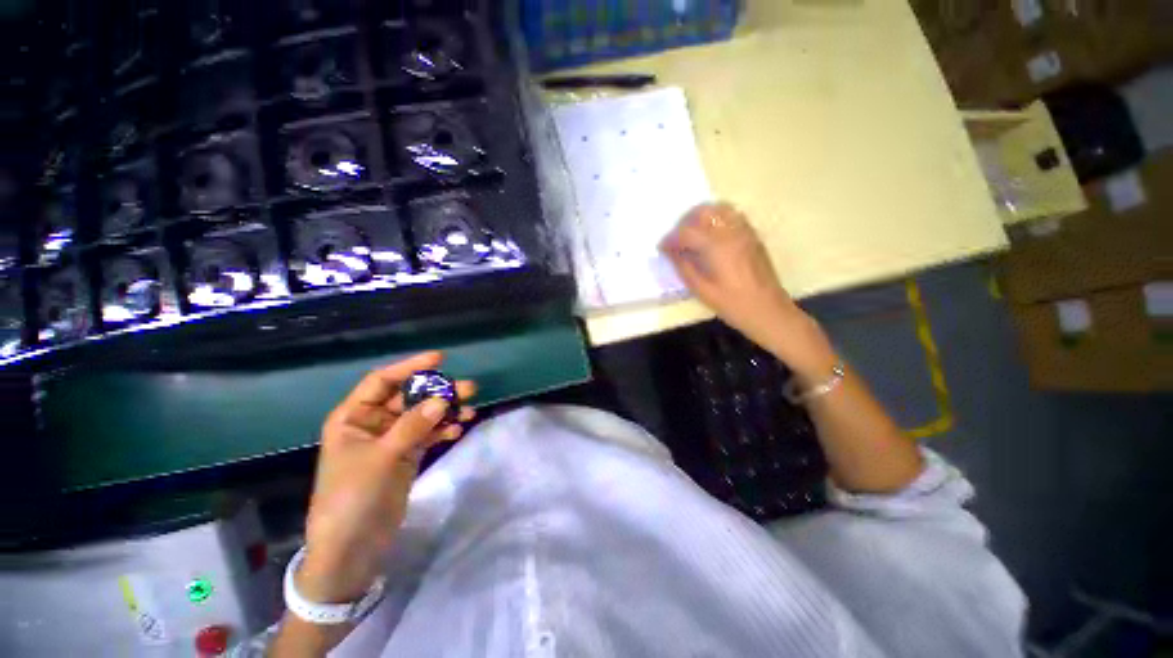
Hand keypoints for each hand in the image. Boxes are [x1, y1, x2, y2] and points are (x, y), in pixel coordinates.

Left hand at [297, 351, 475, 603]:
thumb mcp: (382, 457)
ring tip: (470, 409)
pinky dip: (443, 430)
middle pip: (410, 398)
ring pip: (423, 415)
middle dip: (438, 392)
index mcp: (354, 417)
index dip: (409, 367)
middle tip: (469, 388)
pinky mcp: (406, 455)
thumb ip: (413, 426)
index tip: (440, 358)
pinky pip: (428, 434)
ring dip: (446, 411)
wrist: (352, 547)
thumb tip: (442, 399)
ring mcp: (392, 440)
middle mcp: (373, 424)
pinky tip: (458, 430)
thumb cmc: (353, 496)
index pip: (382, 381)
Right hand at [660, 203, 800, 344]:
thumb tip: (670, 252)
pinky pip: (732, 216)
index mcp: (717, 247)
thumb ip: (684, 267)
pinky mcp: (753, 237)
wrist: (769, 311)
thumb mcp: (702, 290)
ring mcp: (745, 232)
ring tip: (692, 234)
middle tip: (676, 239)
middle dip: (685, 221)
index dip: (671, 238)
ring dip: (702, 216)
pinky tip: (711, 237)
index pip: (687, 232)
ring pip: (720, 209)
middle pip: (704, 211)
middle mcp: (732, 233)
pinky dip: (717, 219)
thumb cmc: (733, 305)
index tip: (662, 248)